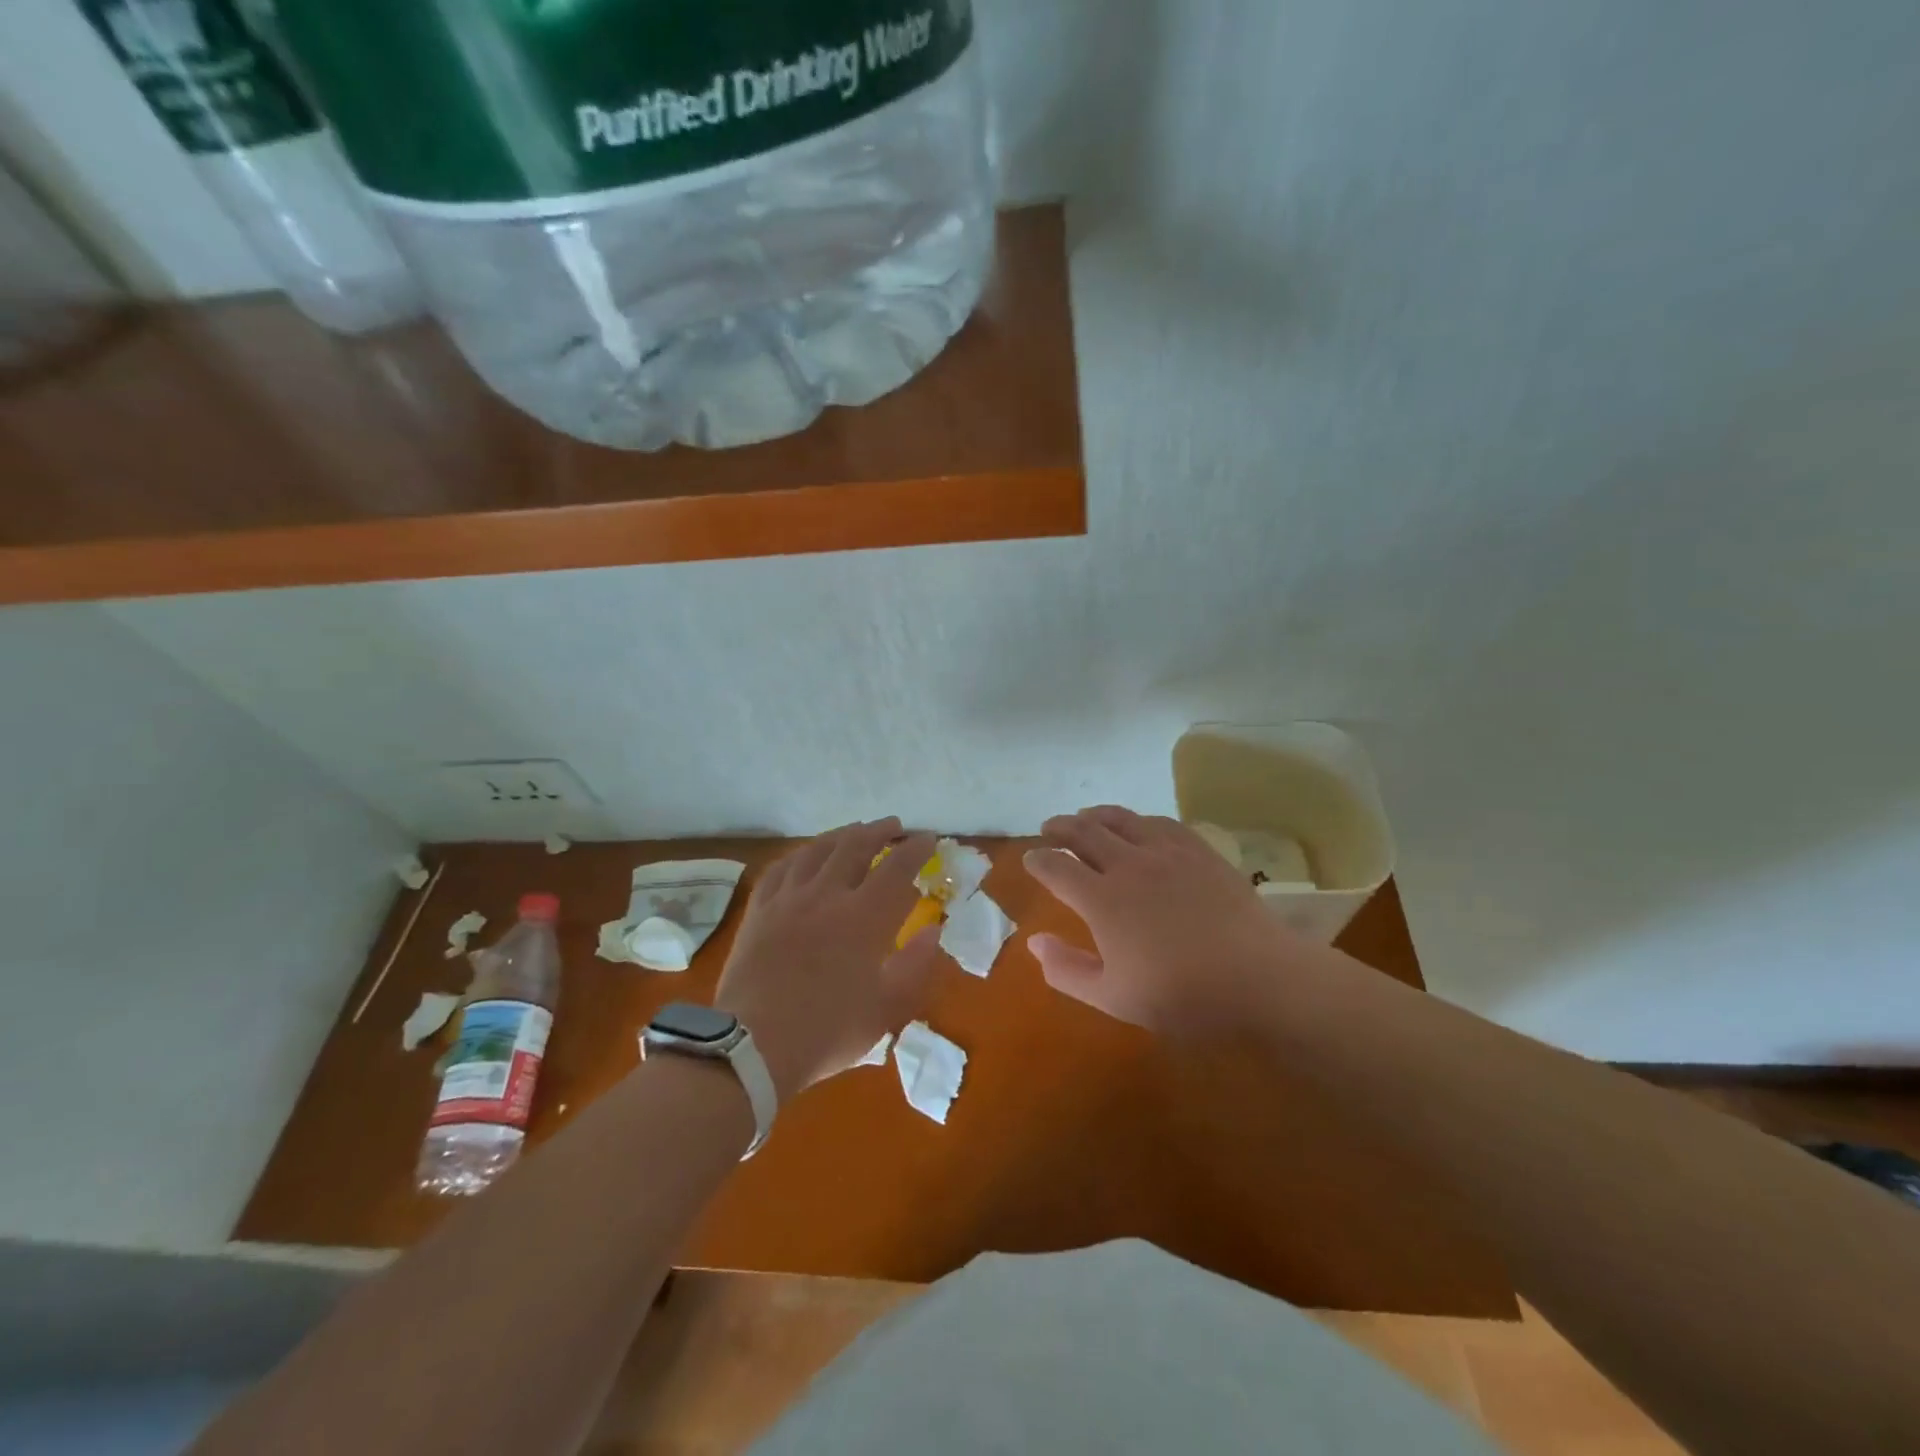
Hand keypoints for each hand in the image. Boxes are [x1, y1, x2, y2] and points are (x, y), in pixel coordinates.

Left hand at [715, 820, 942, 1101]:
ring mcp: (789, 898)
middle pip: (856, 845)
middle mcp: (828, 894)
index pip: (897, 867)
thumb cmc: (827, 1030)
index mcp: (865, 917)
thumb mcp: (886, 1008)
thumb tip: (934, 931)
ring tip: (855, 831)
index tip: (928, 839)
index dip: (916, 849)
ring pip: (818, 849)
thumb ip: (916, 965)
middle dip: (880, 831)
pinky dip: (802, 854)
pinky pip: (782, 867)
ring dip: (842, 834)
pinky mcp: (760, 909)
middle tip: (895, 826)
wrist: (752, 1045)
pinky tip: (806, 855)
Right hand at [1025, 806, 1304, 1036]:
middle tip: (1049, 828)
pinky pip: (1161, 822)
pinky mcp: (1199, 850)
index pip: (1056, 867)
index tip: (1030, 860)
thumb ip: (1066, 970)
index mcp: (1101, 899)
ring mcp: (1166, 852)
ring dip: (1096, 815)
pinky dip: (1139, 820)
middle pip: (1084, 832)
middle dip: (1061, 828)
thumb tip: (1034, 942)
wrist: (1258, 978)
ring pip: (1121, 819)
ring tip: (1086, 817)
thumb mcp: (1113, 997)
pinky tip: (1140, 826)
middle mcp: (1128, 865)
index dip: (1038, 860)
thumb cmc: (1181, 995)